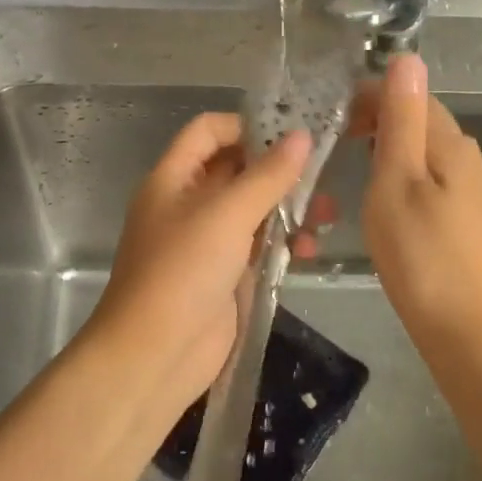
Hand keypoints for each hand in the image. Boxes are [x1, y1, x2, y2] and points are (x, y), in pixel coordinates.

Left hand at [84, 114, 311, 417]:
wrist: (155, 354)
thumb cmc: (183, 271)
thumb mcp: (227, 215)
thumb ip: (267, 175)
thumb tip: (302, 136)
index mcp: (173, 178)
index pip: (208, 131)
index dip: (246, 125)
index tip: (291, 134)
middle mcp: (187, 203)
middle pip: (235, 169)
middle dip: (278, 170)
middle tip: (322, 176)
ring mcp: (205, 240)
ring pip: (251, 209)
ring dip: (287, 208)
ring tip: (326, 216)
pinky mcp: (223, 274)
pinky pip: (256, 245)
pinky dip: (282, 243)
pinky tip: (308, 252)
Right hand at [352, 53, 481, 347]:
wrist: (460, 324)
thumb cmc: (420, 252)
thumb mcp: (398, 179)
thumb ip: (401, 119)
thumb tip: (407, 57)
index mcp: (449, 141)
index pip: (407, 94)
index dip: (366, 95)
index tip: (325, 115)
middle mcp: (463, 154)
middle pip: (415, 117)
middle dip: (372, 117)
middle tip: (326, 138)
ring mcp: (463, 185)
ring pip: (417, 146)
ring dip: (380, 143)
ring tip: (342, 159)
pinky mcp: (456, 211)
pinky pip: (421, 172)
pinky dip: (393, 168)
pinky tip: (373, 189)